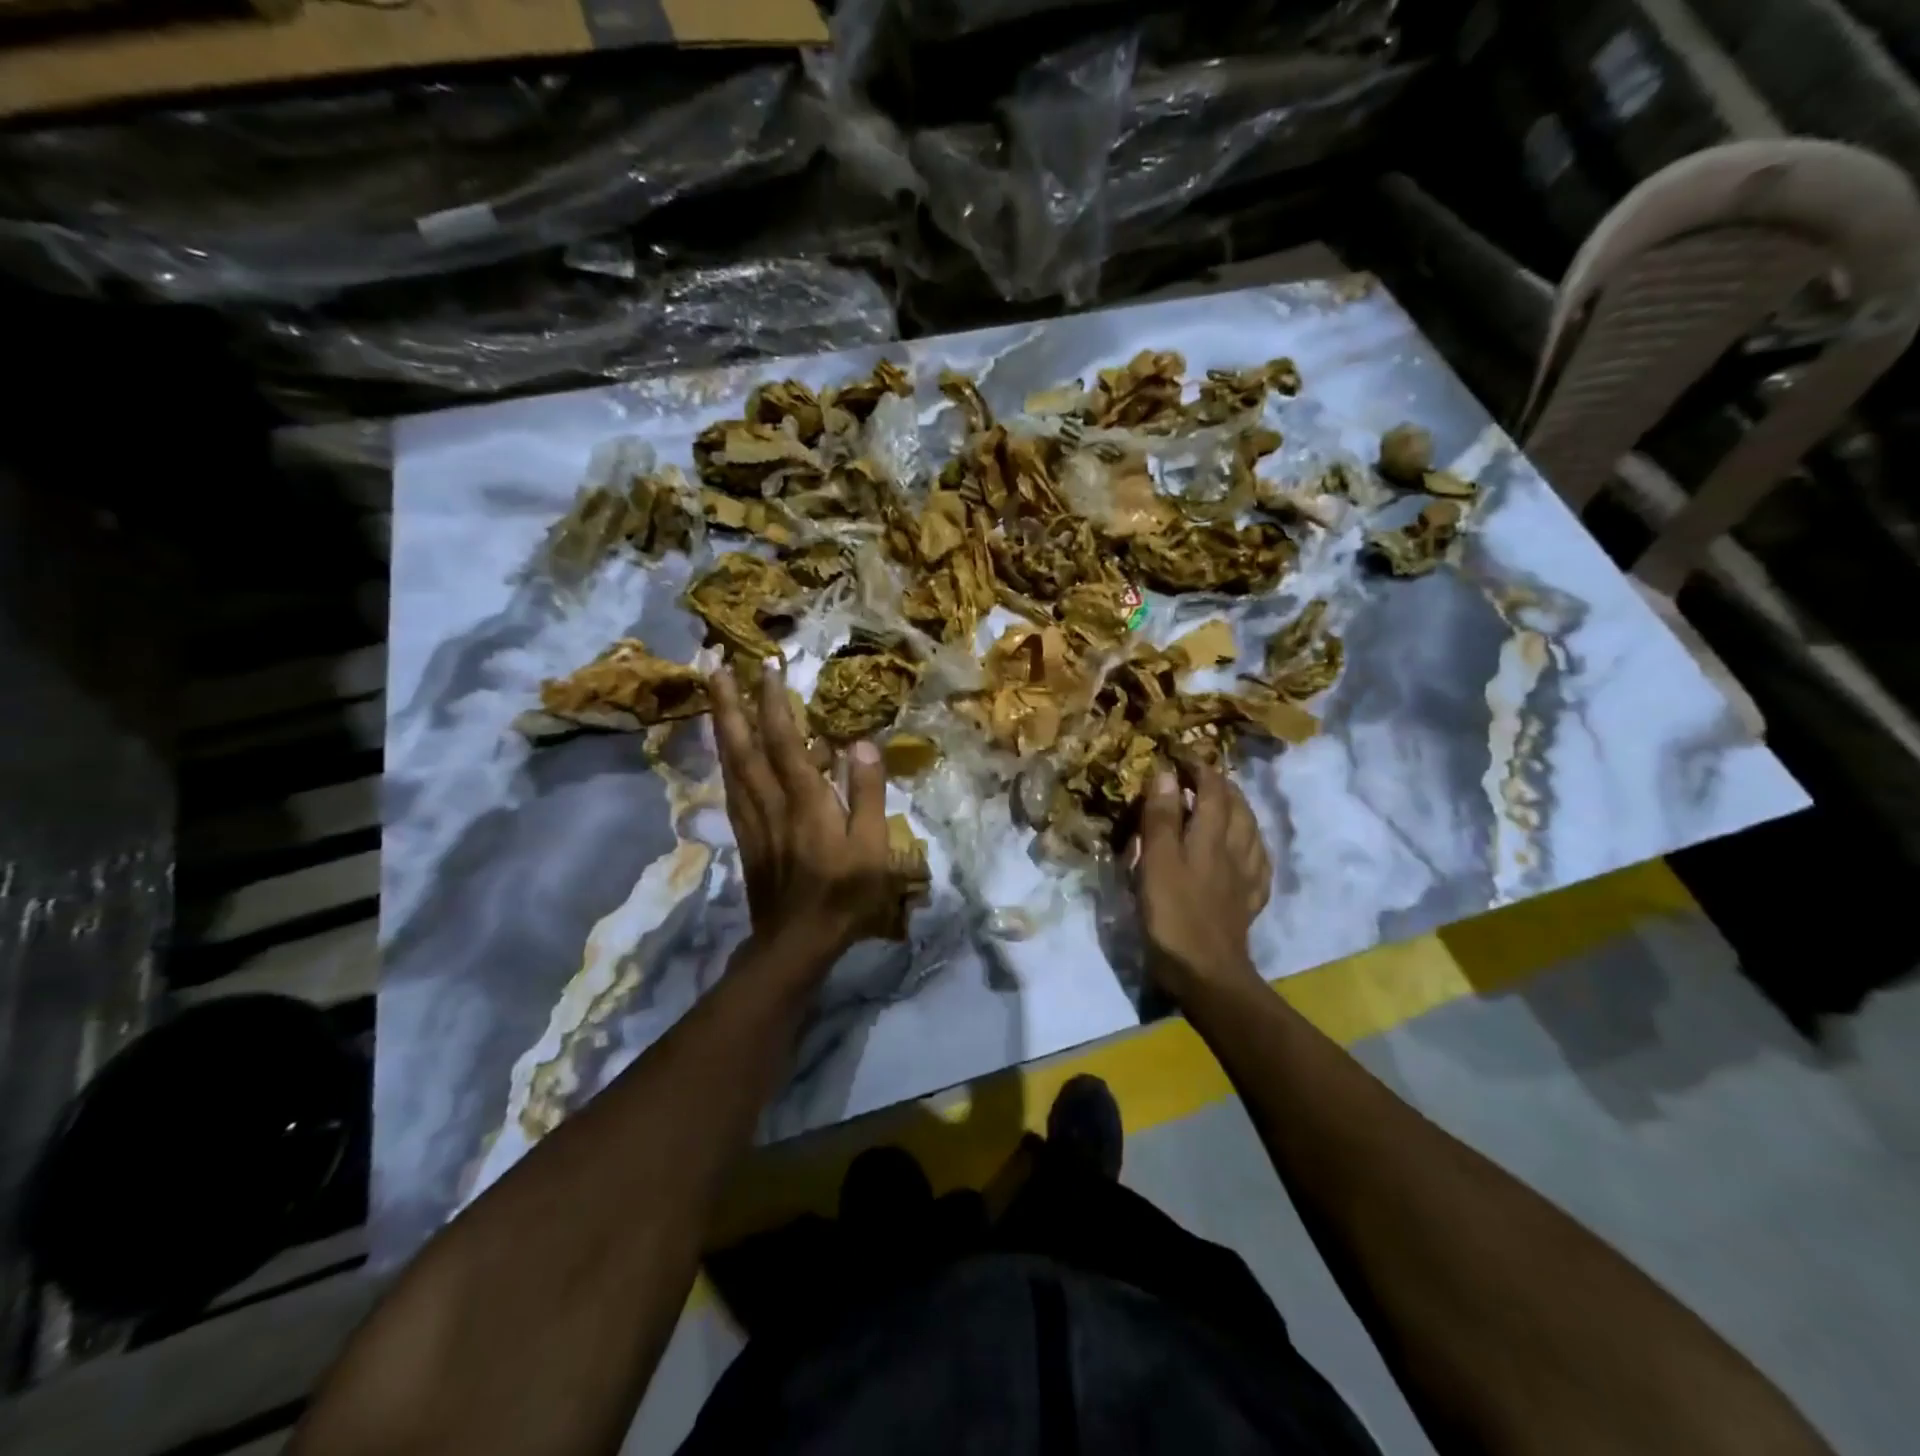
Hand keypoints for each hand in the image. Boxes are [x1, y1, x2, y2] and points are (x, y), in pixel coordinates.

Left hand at [708, 661, 897, 973]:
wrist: (795, 942)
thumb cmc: (844, 894)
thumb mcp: (873, 847)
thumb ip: (867, 793)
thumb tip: (861, 744)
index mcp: (804, 801)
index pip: (784, 740)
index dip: (773, 702)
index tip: (766, 666)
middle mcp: (770, 802)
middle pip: (742, 745)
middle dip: (727, 703)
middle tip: (712, 666)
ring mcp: (751, 819)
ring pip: (730, 764)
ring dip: (720, 725)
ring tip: (713, 696)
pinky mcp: (745, 836)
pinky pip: (730, 787)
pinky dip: (725, 759)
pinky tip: (725, 751)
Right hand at [1132, 763, 1271, 998]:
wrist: (1207, 973)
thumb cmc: (1174, 915)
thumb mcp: (1157, 862)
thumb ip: (1162, 818)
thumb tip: (1166, 774)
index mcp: (1211, 838)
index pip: (1212, 791)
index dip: (1199, 769)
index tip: (1182, 756)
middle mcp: (1234, 852)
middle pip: (1238, 809)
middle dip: (1222, 786)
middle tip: (1202, 777)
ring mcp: (1246, 879)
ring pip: (1252, 833)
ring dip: (1240, 812)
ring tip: (1226, 805)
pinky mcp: (1248, 904)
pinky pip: (1258, 865)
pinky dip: (1252, 848)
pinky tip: (1247, 852)